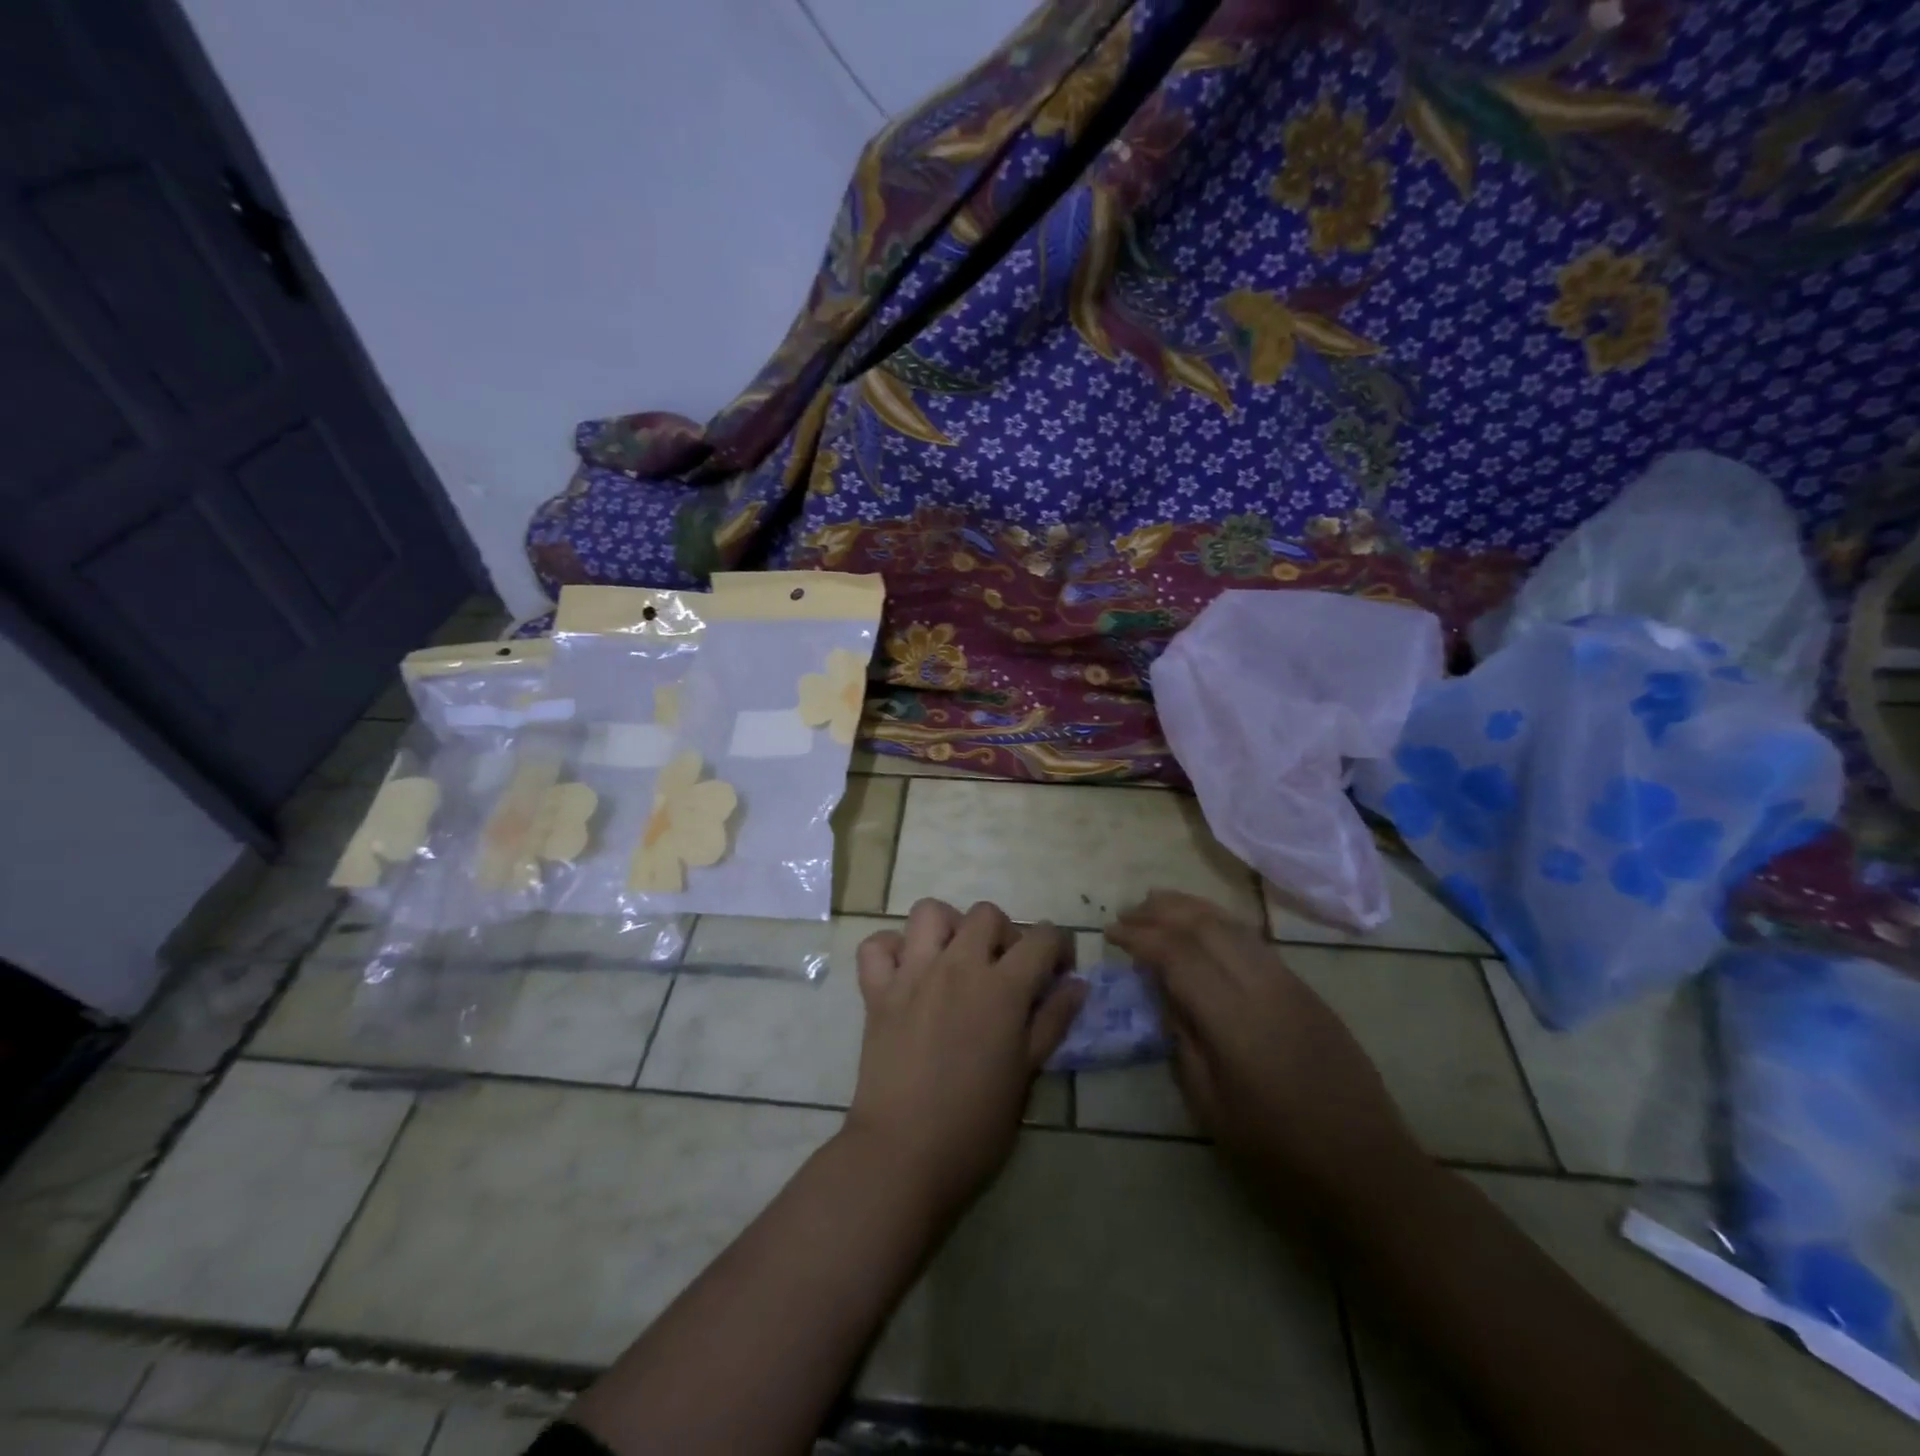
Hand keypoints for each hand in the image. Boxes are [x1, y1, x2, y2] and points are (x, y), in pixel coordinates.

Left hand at [845, 899, 1084, 1213]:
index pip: (1042, 937)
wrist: (903, 1155)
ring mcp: (912, 973)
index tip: (1058, 970)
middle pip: (987, 914)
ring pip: (930, 912)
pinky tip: (906, 972)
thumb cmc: (975, 1124)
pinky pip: (877, 945)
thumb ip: (1052, 1021)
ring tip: (955, 960)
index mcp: (1002, 988)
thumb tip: (1077, 984)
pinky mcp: (877, 991)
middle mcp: (958, 966)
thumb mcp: (1026, 1074)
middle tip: (1005, 970)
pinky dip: (891, 949)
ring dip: (948, 927)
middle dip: (1005, 933)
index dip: (1059, 946)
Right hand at [1107, 891, 1421, 1218]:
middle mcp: (1262, 986)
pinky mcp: (1306, 989)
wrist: (1367, 1167)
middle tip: (1127, 913)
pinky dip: (1219, 922)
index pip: (1177, 955)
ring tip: (1157, 903)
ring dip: (1190, 908)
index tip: (1111, 933)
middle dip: (1161, 912)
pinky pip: (1253, 939)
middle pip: (1205, 926)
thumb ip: (1183, 1040)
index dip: (1140, 937)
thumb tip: (1164, 994)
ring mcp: (1289, 982)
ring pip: (1233, 925)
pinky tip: (1203, 928)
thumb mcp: (1211, 1106)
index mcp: (1233, 1019)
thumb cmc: (1279, 1150)